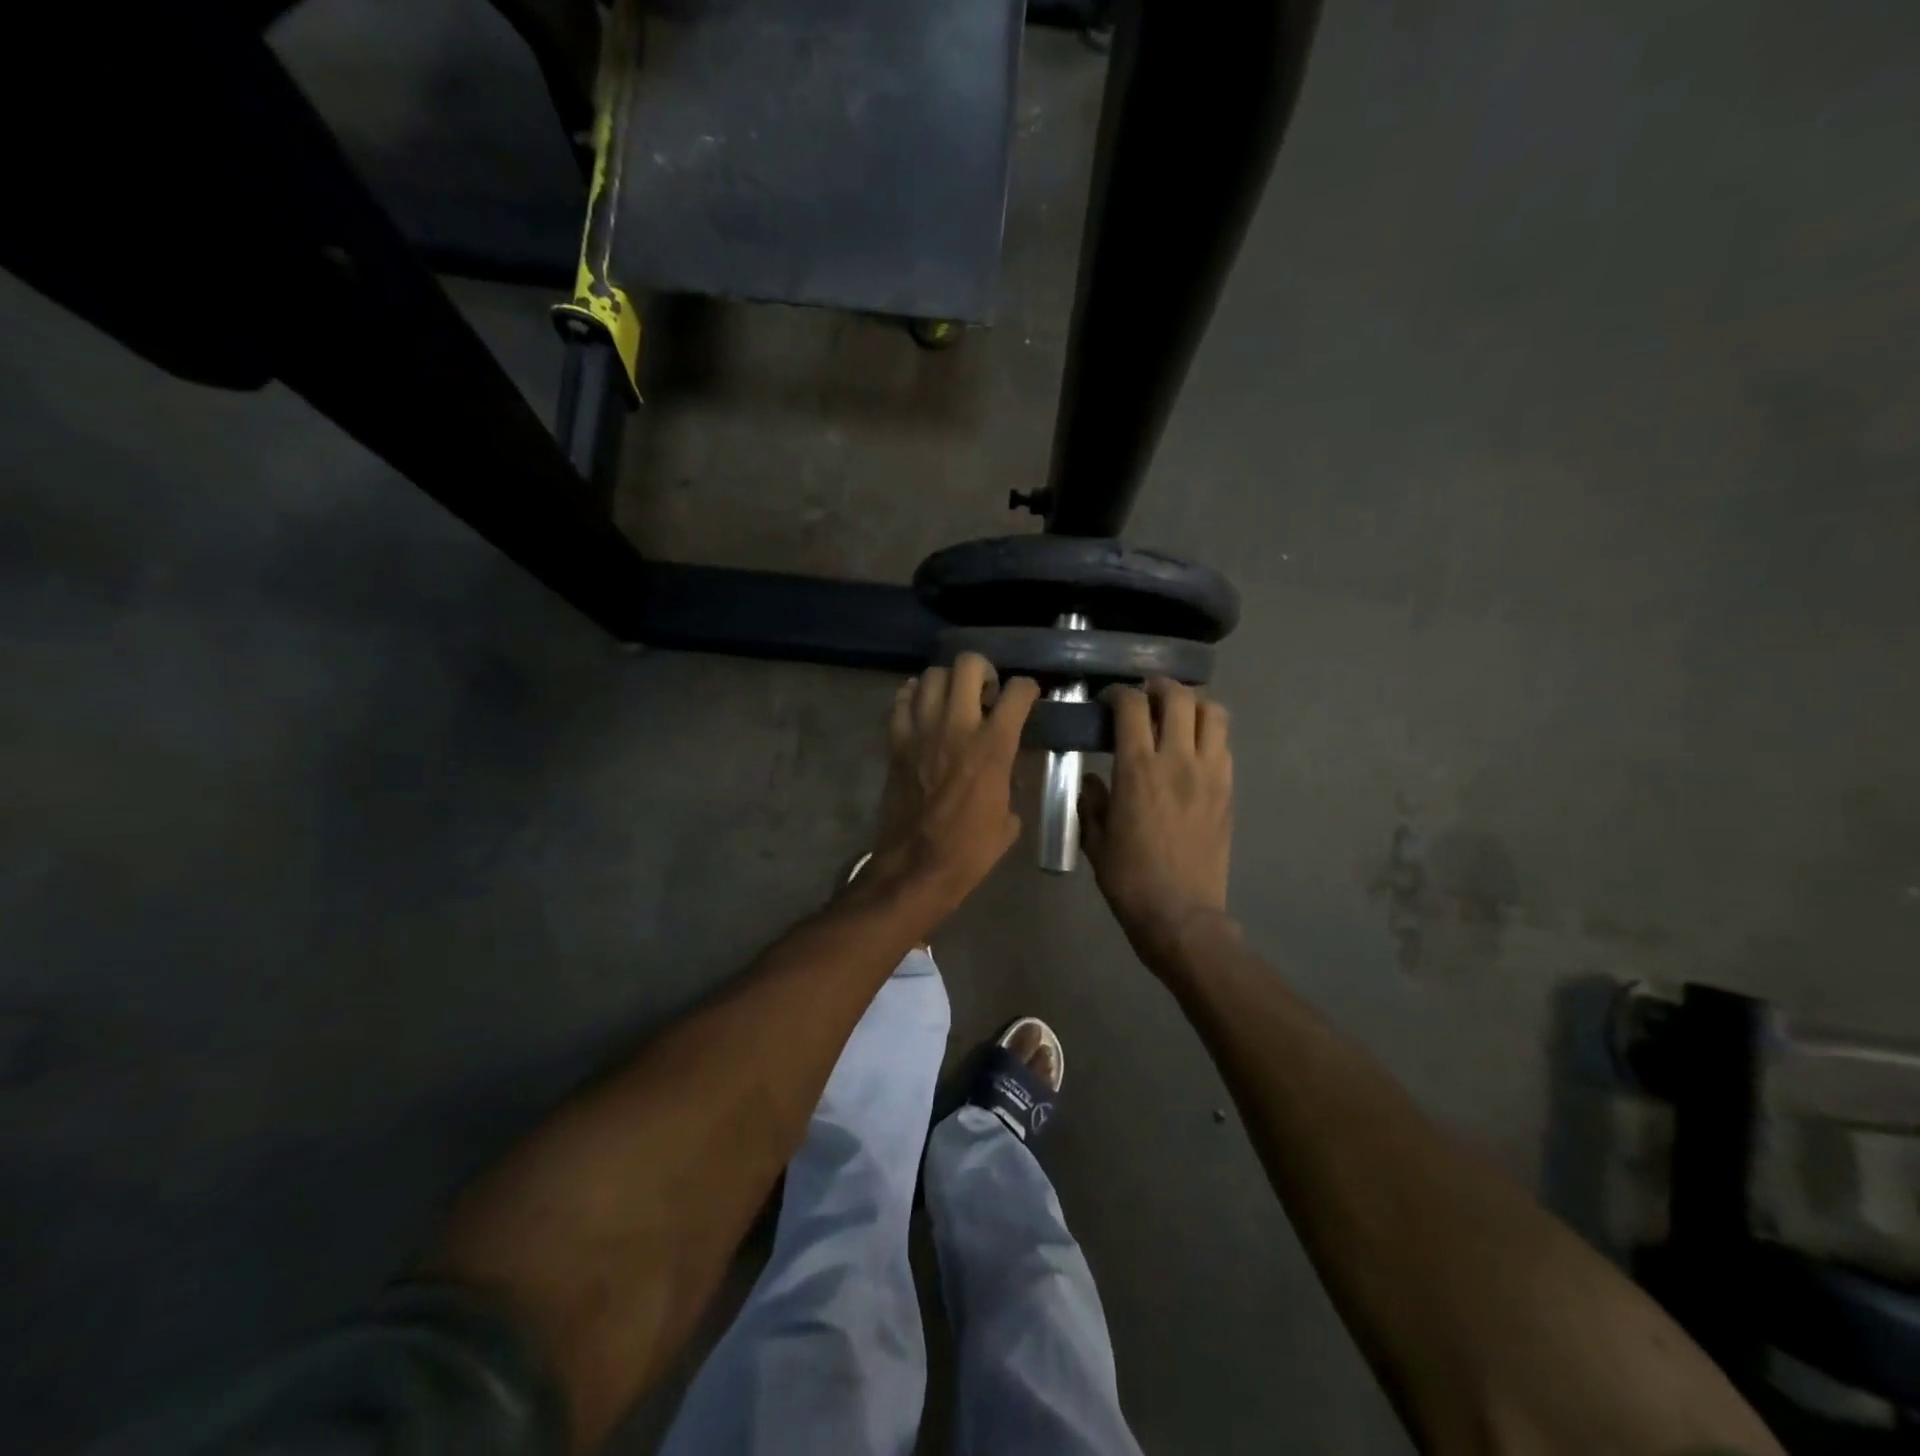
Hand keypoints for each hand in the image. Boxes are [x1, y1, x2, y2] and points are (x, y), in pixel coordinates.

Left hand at [870, 653, 1039, 913]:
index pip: (1018, 691)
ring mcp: (921, 731)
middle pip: (968, 665)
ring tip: (954, 700)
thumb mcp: (1008, 819)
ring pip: (932, 675)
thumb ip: (1009, 782)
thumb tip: (1005, 771)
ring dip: (948, 681)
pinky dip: (914, 696)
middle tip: (986, 692)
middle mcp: (957, 726)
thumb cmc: (970, 851)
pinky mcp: (895, 742)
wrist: (915, 868)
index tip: (1027, 698)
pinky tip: (924, 710)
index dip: (1028, 688)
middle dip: (983, 670)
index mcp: (993, 746)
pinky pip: (902, 700)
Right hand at [1081, 678, 1234, 968]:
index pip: (1132, 706)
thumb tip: (1093, 780)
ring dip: (1193, 704)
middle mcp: (1178, 761)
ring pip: (1213, 713)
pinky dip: (1208, 733)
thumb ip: (1091, 801)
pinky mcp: (1228, 790)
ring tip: (1175, 714)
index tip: (1108, 699)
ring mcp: (1210, 773)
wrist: (1181, 914)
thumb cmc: (1129, 879)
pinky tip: (1191, 748)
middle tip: (1145, 697)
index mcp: (1138, 769)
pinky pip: (1223, 744)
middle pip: (1179, 698)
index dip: (1118, 693)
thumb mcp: (1095, 839)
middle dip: (1159, 687)